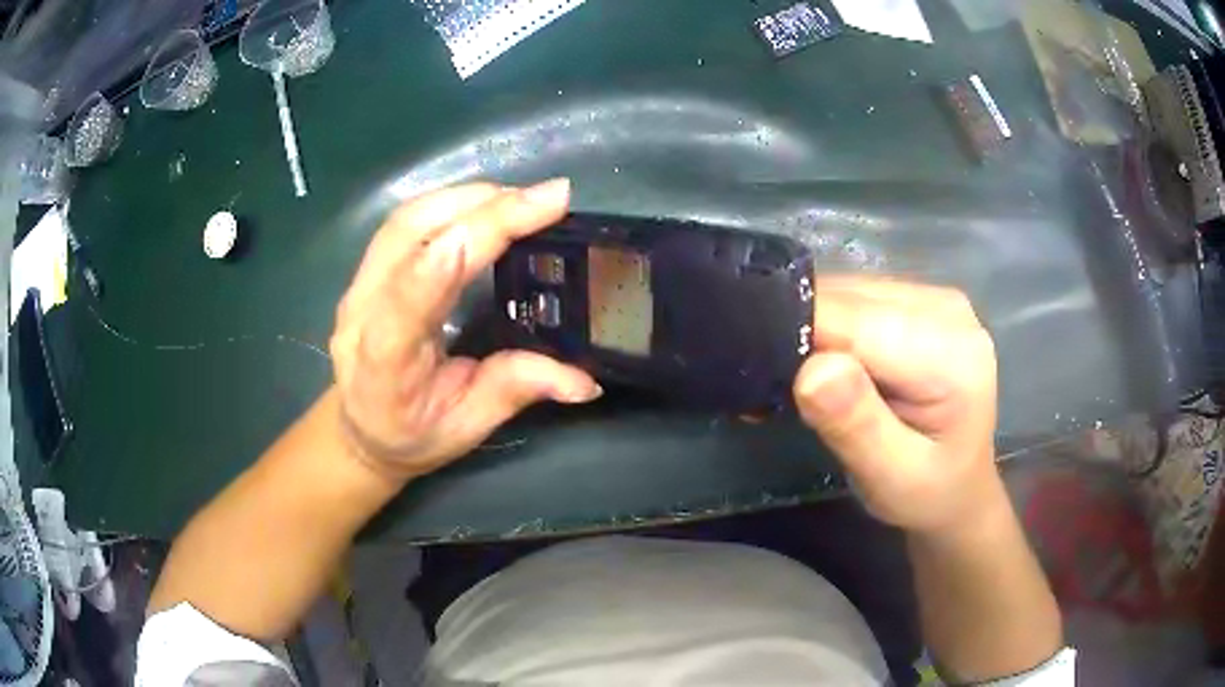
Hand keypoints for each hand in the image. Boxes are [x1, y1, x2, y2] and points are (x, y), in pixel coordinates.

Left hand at [329, 180, 601, 480]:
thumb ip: (516, 391)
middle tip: (548, 200)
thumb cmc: (411, 435)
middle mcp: (361, 314)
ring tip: (525, 199)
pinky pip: (407, 219)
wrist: (359, 428)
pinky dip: (452, 201)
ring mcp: (360, 283)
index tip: (502, 228)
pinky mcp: (370, 267)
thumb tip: (584, 380)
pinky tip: (489, 203)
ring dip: (468, 197)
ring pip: (407, 218)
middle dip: (480, 210)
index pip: (403, 308)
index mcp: (382, 368)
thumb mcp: (466, 428)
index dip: (443, 265)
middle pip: (407, 239)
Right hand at [793, 277, 1002, 533]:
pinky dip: (831, 329)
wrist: (960, 487)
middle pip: (849, 301)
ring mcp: (934, 298)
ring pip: (847, 294)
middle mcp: (946, 309)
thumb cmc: (927, 494)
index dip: (802, 343)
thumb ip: (857, 425)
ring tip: (805, 387)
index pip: (855, 324)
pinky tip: (831, 368)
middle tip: (777, 394)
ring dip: (815, 333)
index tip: (765, 383)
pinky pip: (856, 299)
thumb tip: (811, 369)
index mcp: (951, 353)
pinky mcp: (918, 300)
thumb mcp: (891, 479)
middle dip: (805, 339)